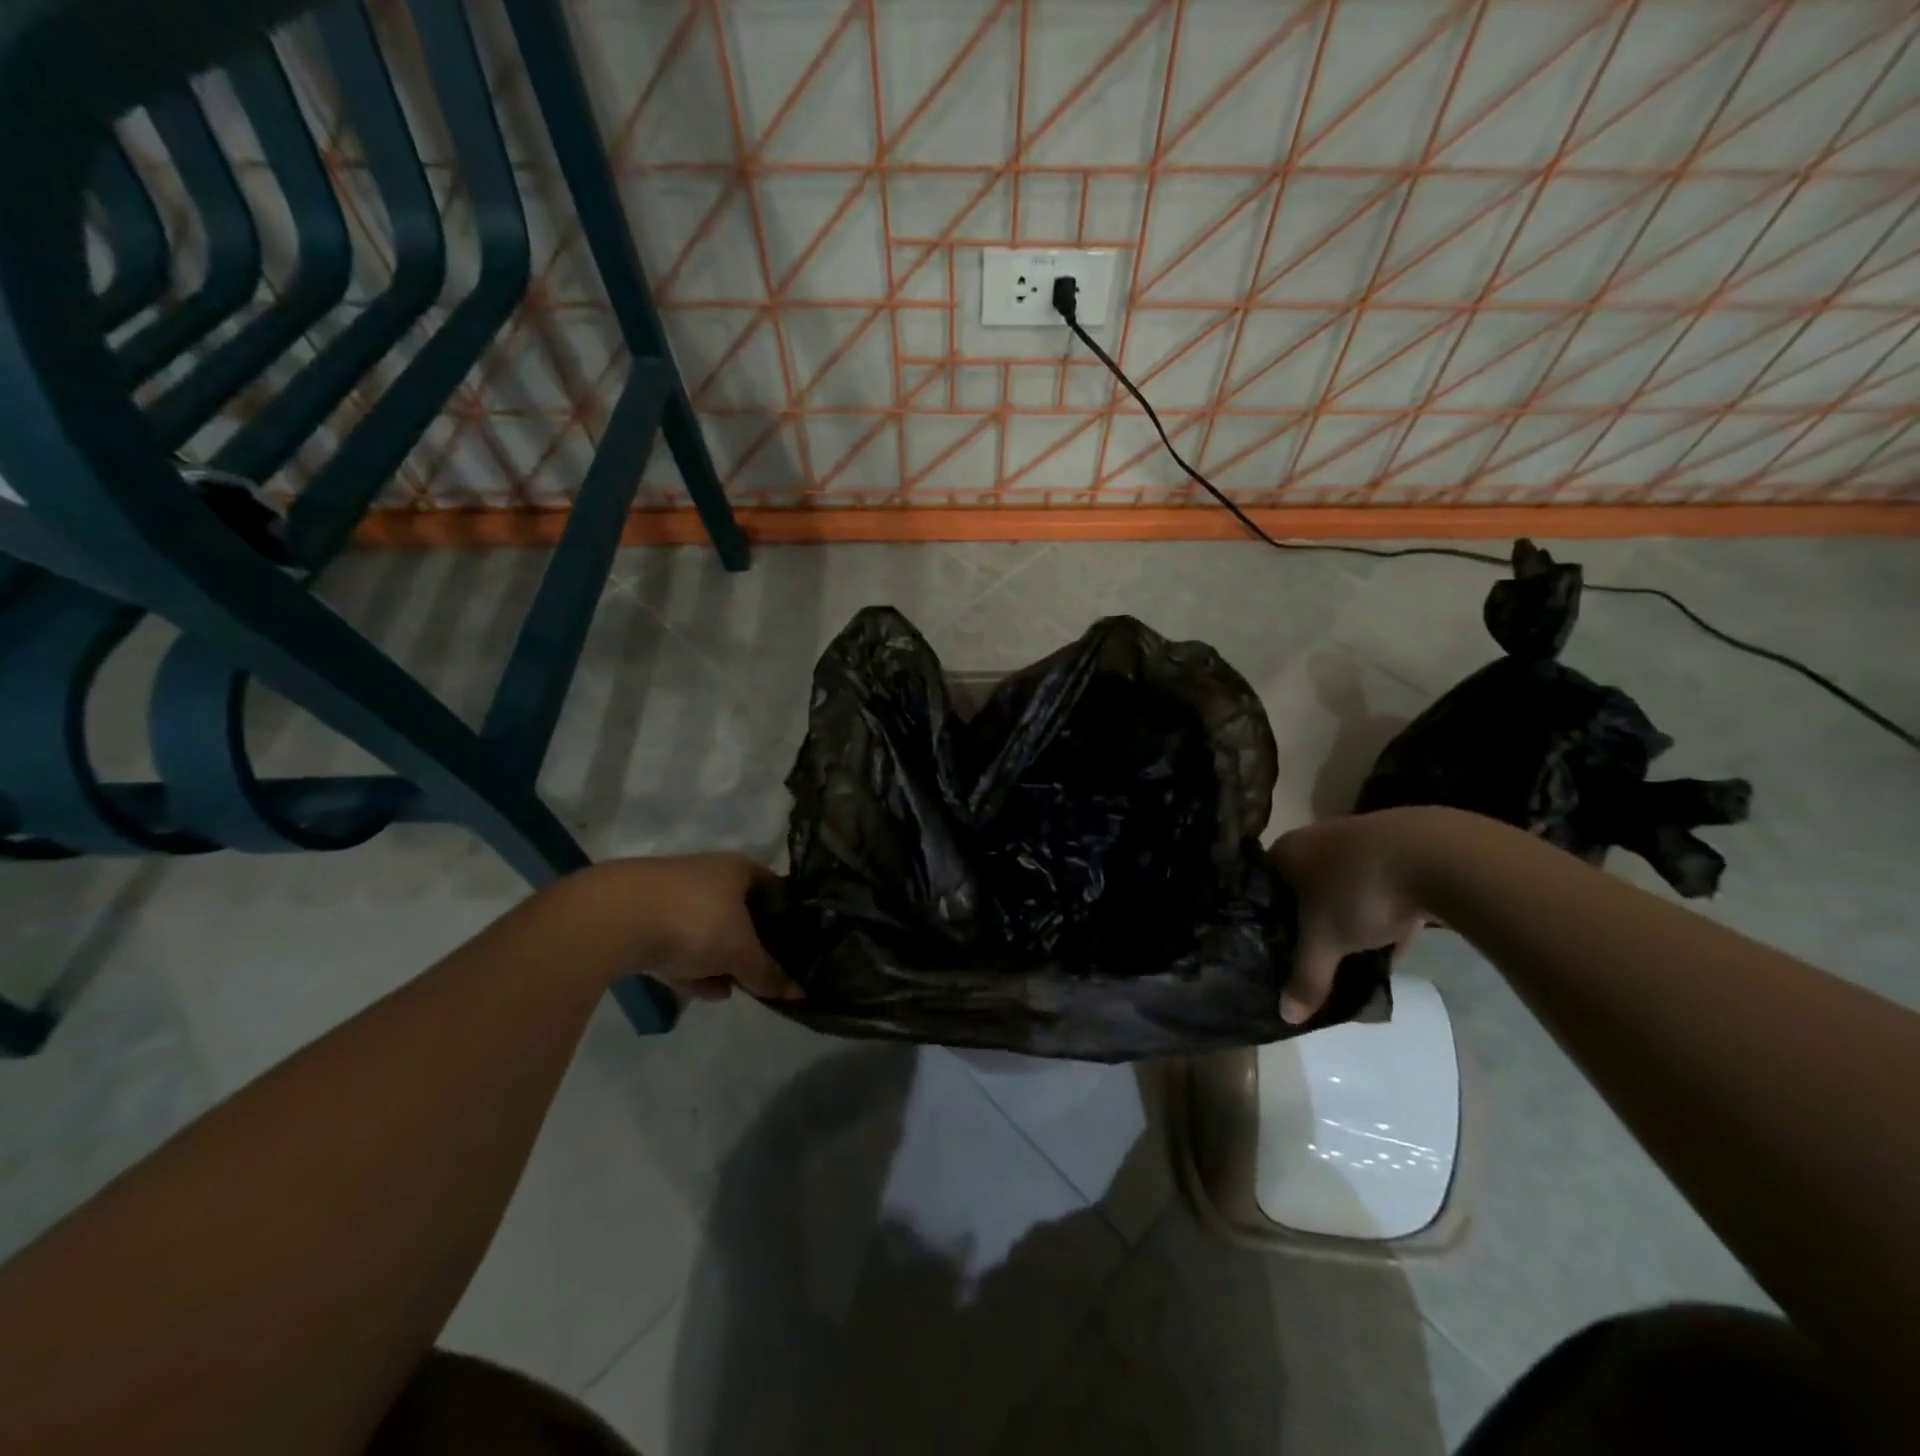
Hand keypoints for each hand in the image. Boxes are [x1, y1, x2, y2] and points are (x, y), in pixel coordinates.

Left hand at [595, 854, 801, 1003]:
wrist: (614, 917)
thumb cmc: (695, 920)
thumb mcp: (740, 951)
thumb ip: (768, 973)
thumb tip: (799, 994)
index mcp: (737, 869)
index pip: (775, 887)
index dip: (787, 914)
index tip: (797, 943)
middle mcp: (708, 875)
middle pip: (740, 913)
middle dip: (749, 945)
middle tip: (762, 972)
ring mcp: (673, 897)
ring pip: (707, 932)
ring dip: (719, 961)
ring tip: (732, 989)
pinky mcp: (643, 921)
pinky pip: (678, 946)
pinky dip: (691, 967)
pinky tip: (702, 992)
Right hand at [1267, 812, 1437, 1023]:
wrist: (1437, 856)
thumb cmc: (1357, 891)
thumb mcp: (1325, 942)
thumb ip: (1306, 978)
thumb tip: (1287, 1017)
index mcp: (1286, 851)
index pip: (1263, 887)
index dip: (1266, 920)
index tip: (1272, 948)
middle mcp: (1315, 838)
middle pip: (1303, 887)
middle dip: (1309, 921)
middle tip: (1311, 954)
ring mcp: (1359, 839)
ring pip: (1343, 886)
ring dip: (1347, 916)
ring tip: (1352, 953)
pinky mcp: (1400, 848)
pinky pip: (1380, 886)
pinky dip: (1382, 911)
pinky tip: (1392, 940)